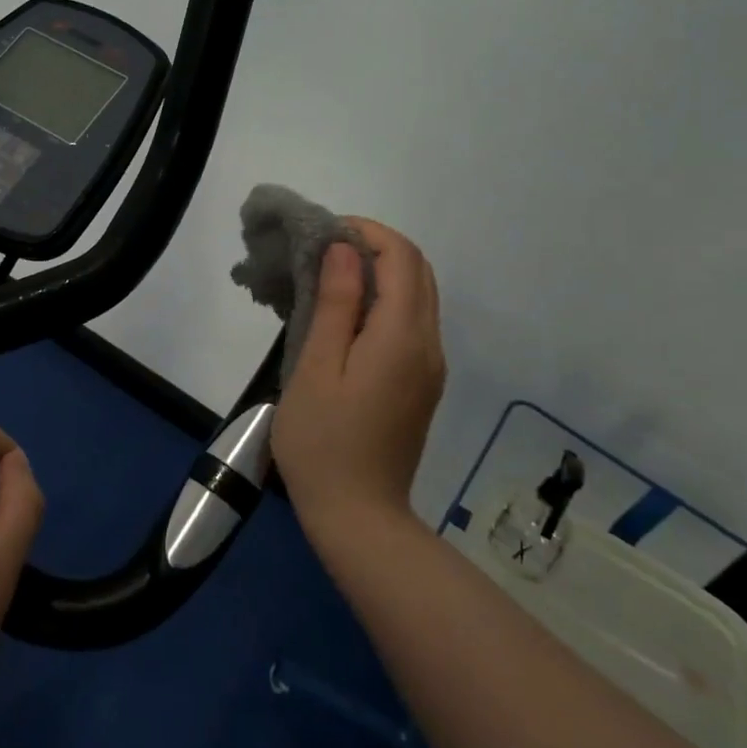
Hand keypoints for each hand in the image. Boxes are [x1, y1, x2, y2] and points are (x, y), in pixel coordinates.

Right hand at [271, 219, 445, 539]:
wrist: (359, 516)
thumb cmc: (323, 441)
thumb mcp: (316, 368)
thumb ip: (335, 304)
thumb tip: (344, 249)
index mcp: (402, 337)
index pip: (402, 257)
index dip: (367, 232)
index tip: (324, 233)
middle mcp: (428, 344)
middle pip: (419, 271)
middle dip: (376, 246)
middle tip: (324, 252)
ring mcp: (430, 366)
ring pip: (419, 295)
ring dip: (382, 273)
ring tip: (330, 279)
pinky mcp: (423, 383)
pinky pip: (413, 323)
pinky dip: (386, 301)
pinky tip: (347, 317)